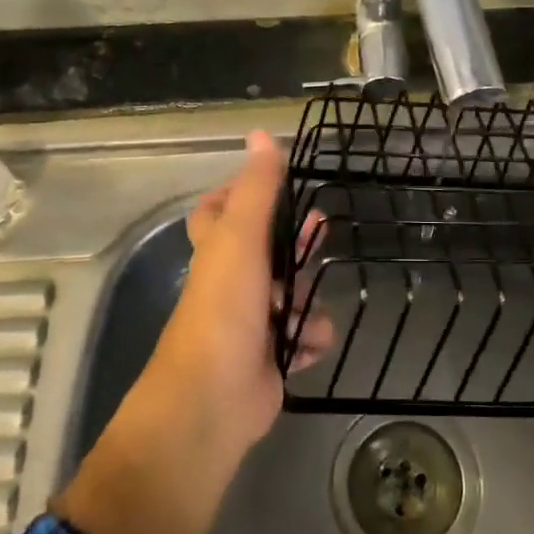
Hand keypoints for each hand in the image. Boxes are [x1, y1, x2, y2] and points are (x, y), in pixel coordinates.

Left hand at [144, 130, 329, 447]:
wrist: (212, 400)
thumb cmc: (224, 308)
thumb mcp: (242, 238)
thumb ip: (256, 187)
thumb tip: (260, 132)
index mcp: (217, 250)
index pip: (219, 210)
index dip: (242, 193)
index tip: (277, 182)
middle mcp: (230, 282)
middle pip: (266, 250)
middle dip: (295, 243)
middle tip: (321, 230)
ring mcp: (250, 322)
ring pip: (291, 296)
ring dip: (308, 301)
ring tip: (309, 311)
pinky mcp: (270, 357)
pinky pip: (301, 337)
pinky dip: (309, 339)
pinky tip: (309, 345)